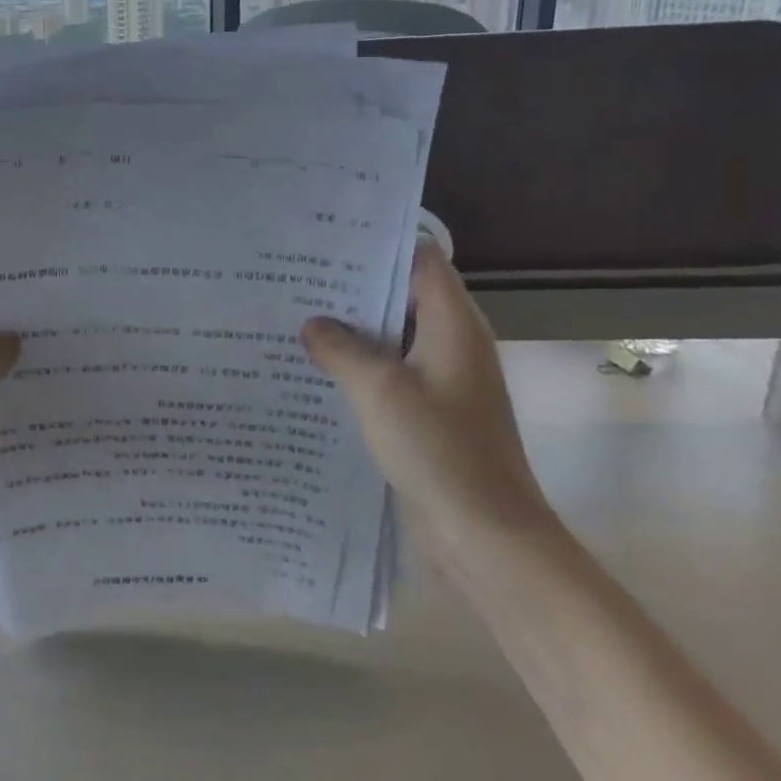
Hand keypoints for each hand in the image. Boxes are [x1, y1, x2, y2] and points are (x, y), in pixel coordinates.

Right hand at [301, 242, 556, 565]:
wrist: (486, 537)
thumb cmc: (439, 451)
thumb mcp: (379, 390)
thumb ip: (341, 349)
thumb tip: (313, 325)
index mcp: (453, 325)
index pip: (421, 262)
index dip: (379, 247)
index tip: (328, 243)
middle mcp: (452, 345)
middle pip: (403, 299)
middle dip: (353, 290)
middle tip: (297, 279)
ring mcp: (442, 384)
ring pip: (392, 341)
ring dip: (351, 333)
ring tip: (295, 319)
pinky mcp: (429, 417)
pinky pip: (389, 378)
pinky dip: (357, 369)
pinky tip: (314, 373)